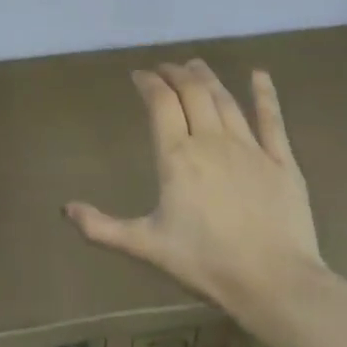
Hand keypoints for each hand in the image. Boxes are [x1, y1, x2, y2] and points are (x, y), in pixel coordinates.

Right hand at [65, 59, 330, 317]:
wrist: (273, 281)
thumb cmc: (204, 262)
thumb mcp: (145, 246)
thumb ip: (101, 227)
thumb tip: (65, 209)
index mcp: (177, 157)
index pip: (160, 103)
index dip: (149, 83)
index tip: (139, 75)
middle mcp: (211, 141)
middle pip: (193, 92)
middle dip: (176, 74)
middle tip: (166, 67)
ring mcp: (250, 148)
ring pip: (225, 100)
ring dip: (208, 78)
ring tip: (196, 65)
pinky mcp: (281, 161)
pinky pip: (271, 119)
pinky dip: (264, 94)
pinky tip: (259, 74)